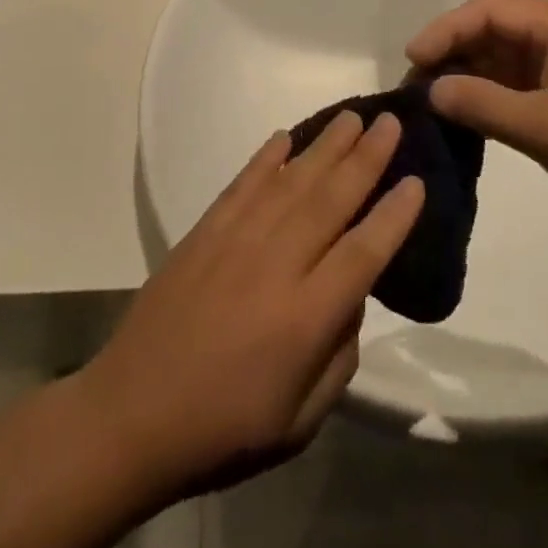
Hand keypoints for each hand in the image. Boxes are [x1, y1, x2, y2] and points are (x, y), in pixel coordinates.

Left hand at [77, 113, 423, 504]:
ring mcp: (236, 241)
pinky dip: (266, 158)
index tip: (417, 181)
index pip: (363, 252)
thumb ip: (338, 357)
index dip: (394, 215)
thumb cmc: (223, 429)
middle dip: (367, 157)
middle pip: (331, 200)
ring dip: (325, 146)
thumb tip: (350, 300)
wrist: (131, 414)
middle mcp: (276, 266)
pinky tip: (284, 137)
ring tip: (351, 117)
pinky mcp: (204, 232)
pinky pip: (243, 184)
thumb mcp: (300, 422)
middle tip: (391, 122)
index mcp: (306, 318)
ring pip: (291, 181)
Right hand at [406, 0, 547, 251]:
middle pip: (494, 31)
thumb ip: (483, 105)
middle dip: (452, 54)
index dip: (444, 31)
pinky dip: (493, 100)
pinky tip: (469, 121)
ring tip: (432, 106)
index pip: (488, 10)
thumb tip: (431, 90)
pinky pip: (524, 88)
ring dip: (470, 79)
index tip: (410, 62)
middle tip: (414, 89)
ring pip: (507, 61)